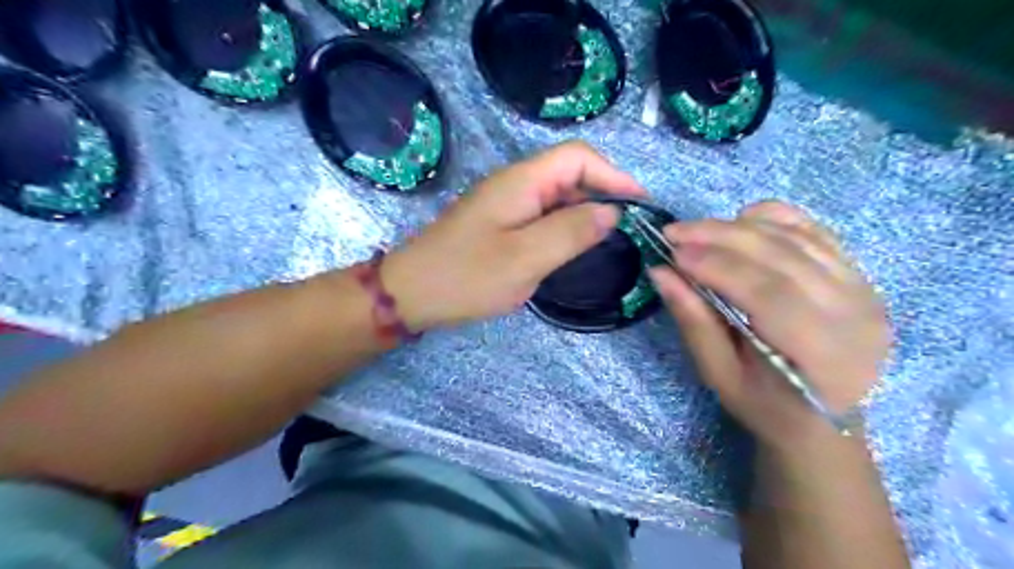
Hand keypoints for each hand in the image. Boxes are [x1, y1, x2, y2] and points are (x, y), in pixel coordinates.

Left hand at [380, 139, 640, 331]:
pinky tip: (572, 250)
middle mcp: (515, 184)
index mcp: (522, 181)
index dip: (613, 175)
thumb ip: (571, 231)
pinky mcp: (501, 223)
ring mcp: (506, 204)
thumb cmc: (466, 276)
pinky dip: (563, 228)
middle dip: (602, 195)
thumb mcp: (525, 258)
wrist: (412, 293)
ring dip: (584, 214)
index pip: (578, 157)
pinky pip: (542, 216)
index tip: (640, 204)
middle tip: (627, 230)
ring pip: (557, 197)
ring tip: (607, 242)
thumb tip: (612, 211)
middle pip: (570, 174)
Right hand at [650, 202, 888, 450]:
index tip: (673, 253)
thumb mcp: (720, 374)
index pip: (768, 294)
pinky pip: (815, 232)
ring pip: (796, 238)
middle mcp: (854, 313)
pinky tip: (741, 219)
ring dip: (740, 226)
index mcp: (821, 353)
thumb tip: (661, 272)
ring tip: (698, 230)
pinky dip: (775, 218)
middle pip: (782, 257)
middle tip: (675, 232)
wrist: (824, 420)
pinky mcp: (859, 275)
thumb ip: (693, 321)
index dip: (717, 266)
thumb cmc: (767, 406)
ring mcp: (862, 289)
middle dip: (721, 237)